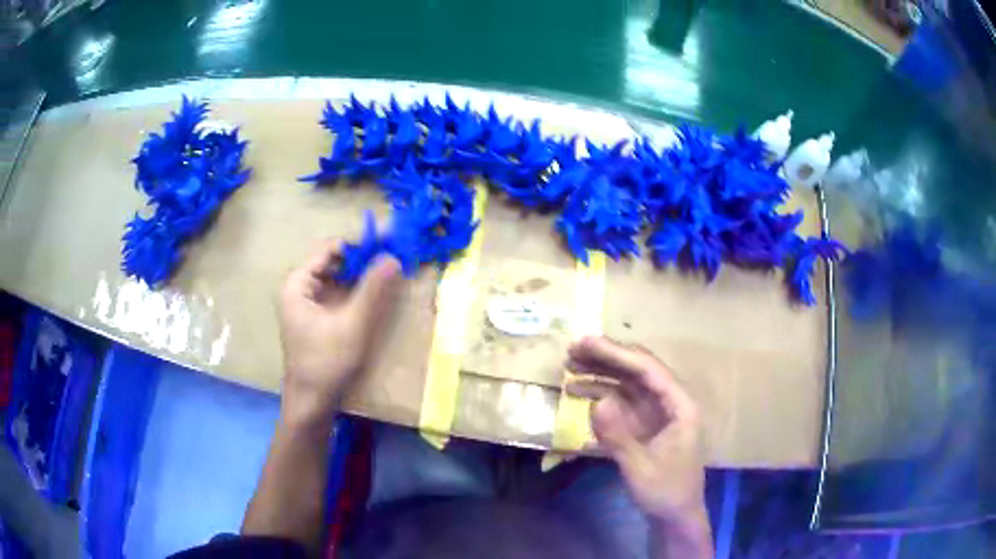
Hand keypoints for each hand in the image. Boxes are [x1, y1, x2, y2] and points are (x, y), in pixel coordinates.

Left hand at [278, 241, 401, 427]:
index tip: (389, 242)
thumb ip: (372, 290)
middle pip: (335, 262)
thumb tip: (393, 256)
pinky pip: (340, 294)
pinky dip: (358, 291)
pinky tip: (379, 293)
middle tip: (395, 256)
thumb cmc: (325, 363)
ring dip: (363, 275)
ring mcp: (308, 303)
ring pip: (339, 279)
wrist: (311, 403)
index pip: (331, 249)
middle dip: (364, 259)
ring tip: (392, 271)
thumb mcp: (352, 325)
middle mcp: (300, 288)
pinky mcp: (318, 317)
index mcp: (298, 283)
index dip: (360, 244)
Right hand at [567, 337, 711, 556]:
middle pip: (638, 371)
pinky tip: (580, 393)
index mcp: (680, 406)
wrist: (675, 516)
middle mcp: (669, 402)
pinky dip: (601, 395)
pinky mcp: (644, 425)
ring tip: (570, 367)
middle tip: (572, 350)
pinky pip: (622, 403)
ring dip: (601, 374)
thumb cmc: (665, 492)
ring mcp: (656, 413)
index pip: (648, 370)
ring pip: (628, 384)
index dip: (617, 354)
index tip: (586, 343)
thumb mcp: (640, 468)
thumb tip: (597, 401)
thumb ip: (619, 436)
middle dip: (606, 359)